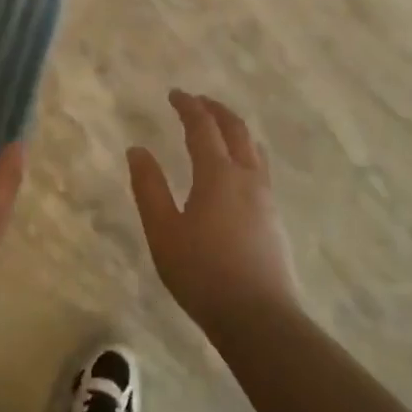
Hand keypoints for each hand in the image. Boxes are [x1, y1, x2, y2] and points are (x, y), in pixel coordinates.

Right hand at [128, 89, 301, 336]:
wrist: (259, 318)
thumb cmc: (202, 273)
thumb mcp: (163, 231)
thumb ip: (149, 188)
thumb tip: (137, 150)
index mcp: (217, 174)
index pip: (203, 127)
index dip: (189, 106)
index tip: (175, 93)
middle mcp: (247, 177)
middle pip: (236, 130)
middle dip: (216, 110)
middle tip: (198, 102)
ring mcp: (266, 198)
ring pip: (254, 148)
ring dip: (235, 129)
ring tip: (219, 128)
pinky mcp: (274, 218)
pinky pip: (261, 168)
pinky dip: (246, 152)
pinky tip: (237, 171)